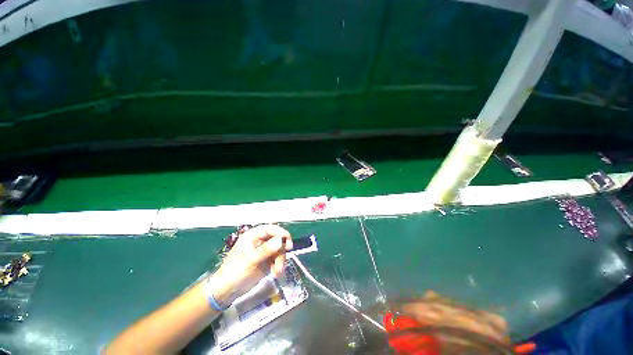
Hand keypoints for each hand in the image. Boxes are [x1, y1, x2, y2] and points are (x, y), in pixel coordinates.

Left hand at [209, 225, 292, 304]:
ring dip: (280, 260)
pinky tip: (275, 273)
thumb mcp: (250, 260)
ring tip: (277, 272)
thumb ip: (266, 249)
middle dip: (281, 251)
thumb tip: (281, 240)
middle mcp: (260, 241)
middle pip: (277, 239)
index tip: (288, 241)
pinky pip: (277, 258)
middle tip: (283, 260)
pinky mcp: (267, 260)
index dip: (280, 232)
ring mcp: (264, 251)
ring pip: (279, 250)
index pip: (270, 228)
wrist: (227, 291)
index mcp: (253, 236)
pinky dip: (278, 265)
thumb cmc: (235, 272)